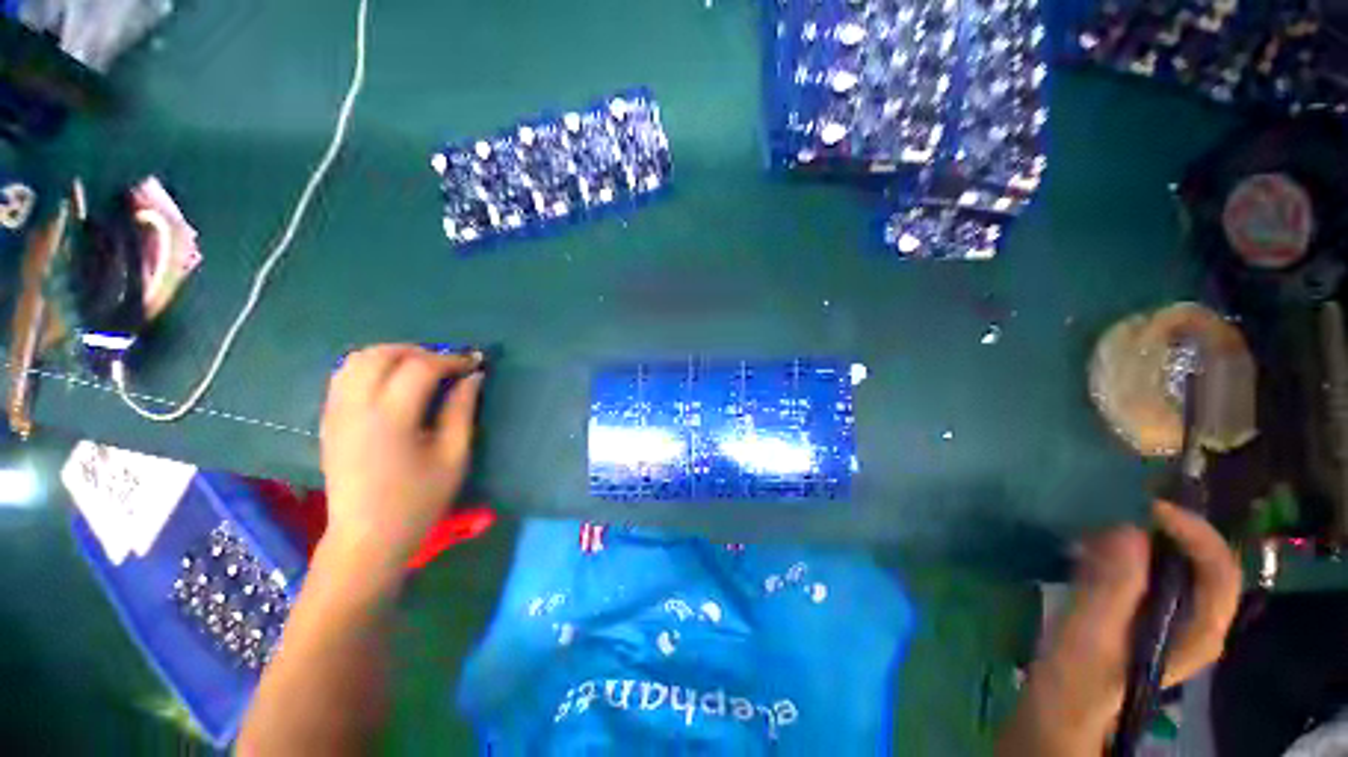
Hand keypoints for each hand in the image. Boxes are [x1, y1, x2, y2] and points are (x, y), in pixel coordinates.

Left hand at [319, 345, 483, 564]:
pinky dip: (372, 367)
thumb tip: (474, 376)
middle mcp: (356, 407)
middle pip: (383, 354)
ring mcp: (336, 412)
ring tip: (422, 370)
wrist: (366, 538)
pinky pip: (345, 375)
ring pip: (358, 359)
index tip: (475, 362)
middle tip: (448, 366)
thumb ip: (462, 410)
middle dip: (421, 351)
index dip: (452, 359)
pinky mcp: (328, 420)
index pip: (420, 367)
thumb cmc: (418, 501)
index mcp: (390, 418)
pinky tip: (394, 384)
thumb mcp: (454, 456)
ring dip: (394, 355)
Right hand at [999, 501, 1241, 754]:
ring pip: (1171, 561)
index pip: (1219, 570)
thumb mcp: (1092, 637)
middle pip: (1197, 560)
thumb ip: (1113, 588)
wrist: (1058, 707)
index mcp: (1198, 631)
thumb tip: (1126, 529)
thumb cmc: (1077, 679)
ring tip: (1098, 525)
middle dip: (1164, 529)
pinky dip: (1122, 549)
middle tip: (1118, 511)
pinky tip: (1088, 547)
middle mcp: (1192, 618)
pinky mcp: (1138, 610)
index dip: (1193, 533)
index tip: (1147, 509)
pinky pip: (1143, 567)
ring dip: (1141, 537)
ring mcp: (1166, 615)